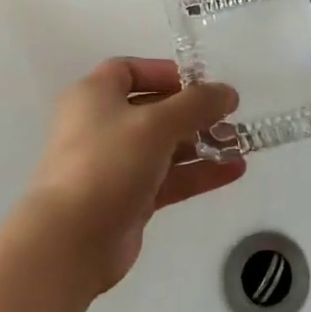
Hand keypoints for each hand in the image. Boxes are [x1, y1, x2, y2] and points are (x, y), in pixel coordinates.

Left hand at [20, 58, 242, 294]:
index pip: (129, 70)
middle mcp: (101, 125)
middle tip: (229, 116)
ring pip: (164, 146)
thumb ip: (196, 104)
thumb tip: (228, 92)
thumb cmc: (108, 163)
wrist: (71, 241)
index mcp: (94, 96)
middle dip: (192, 112)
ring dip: (201, 143)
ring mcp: (114, 165)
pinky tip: (233, 170)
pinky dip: (197, 172)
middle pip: (152, 109)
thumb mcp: (157, 124)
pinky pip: (168, 178)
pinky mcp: (128, 199)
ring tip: (239, 145)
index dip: (165, 72)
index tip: (200, 82)